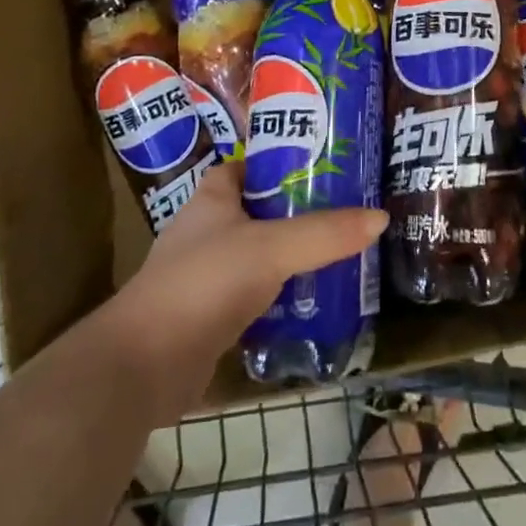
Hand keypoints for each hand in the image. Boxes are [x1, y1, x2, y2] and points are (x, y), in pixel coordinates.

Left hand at [99, 162, 385, 423]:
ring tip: (344, 251)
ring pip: (262, 253)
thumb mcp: (272, 248)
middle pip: (262, 209)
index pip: (251, 165)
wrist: (144, 365)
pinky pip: (258, 294)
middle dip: (301, 210)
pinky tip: (317, 300)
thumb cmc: (205, 283)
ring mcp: (208, 274)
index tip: (328, 165)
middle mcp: (208, 229)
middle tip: (350, 210)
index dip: (284, 161)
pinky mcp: (212, 315)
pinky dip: (284, 294)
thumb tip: (381, 218)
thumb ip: (325, 234)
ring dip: (295, 254)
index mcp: (214, 197)